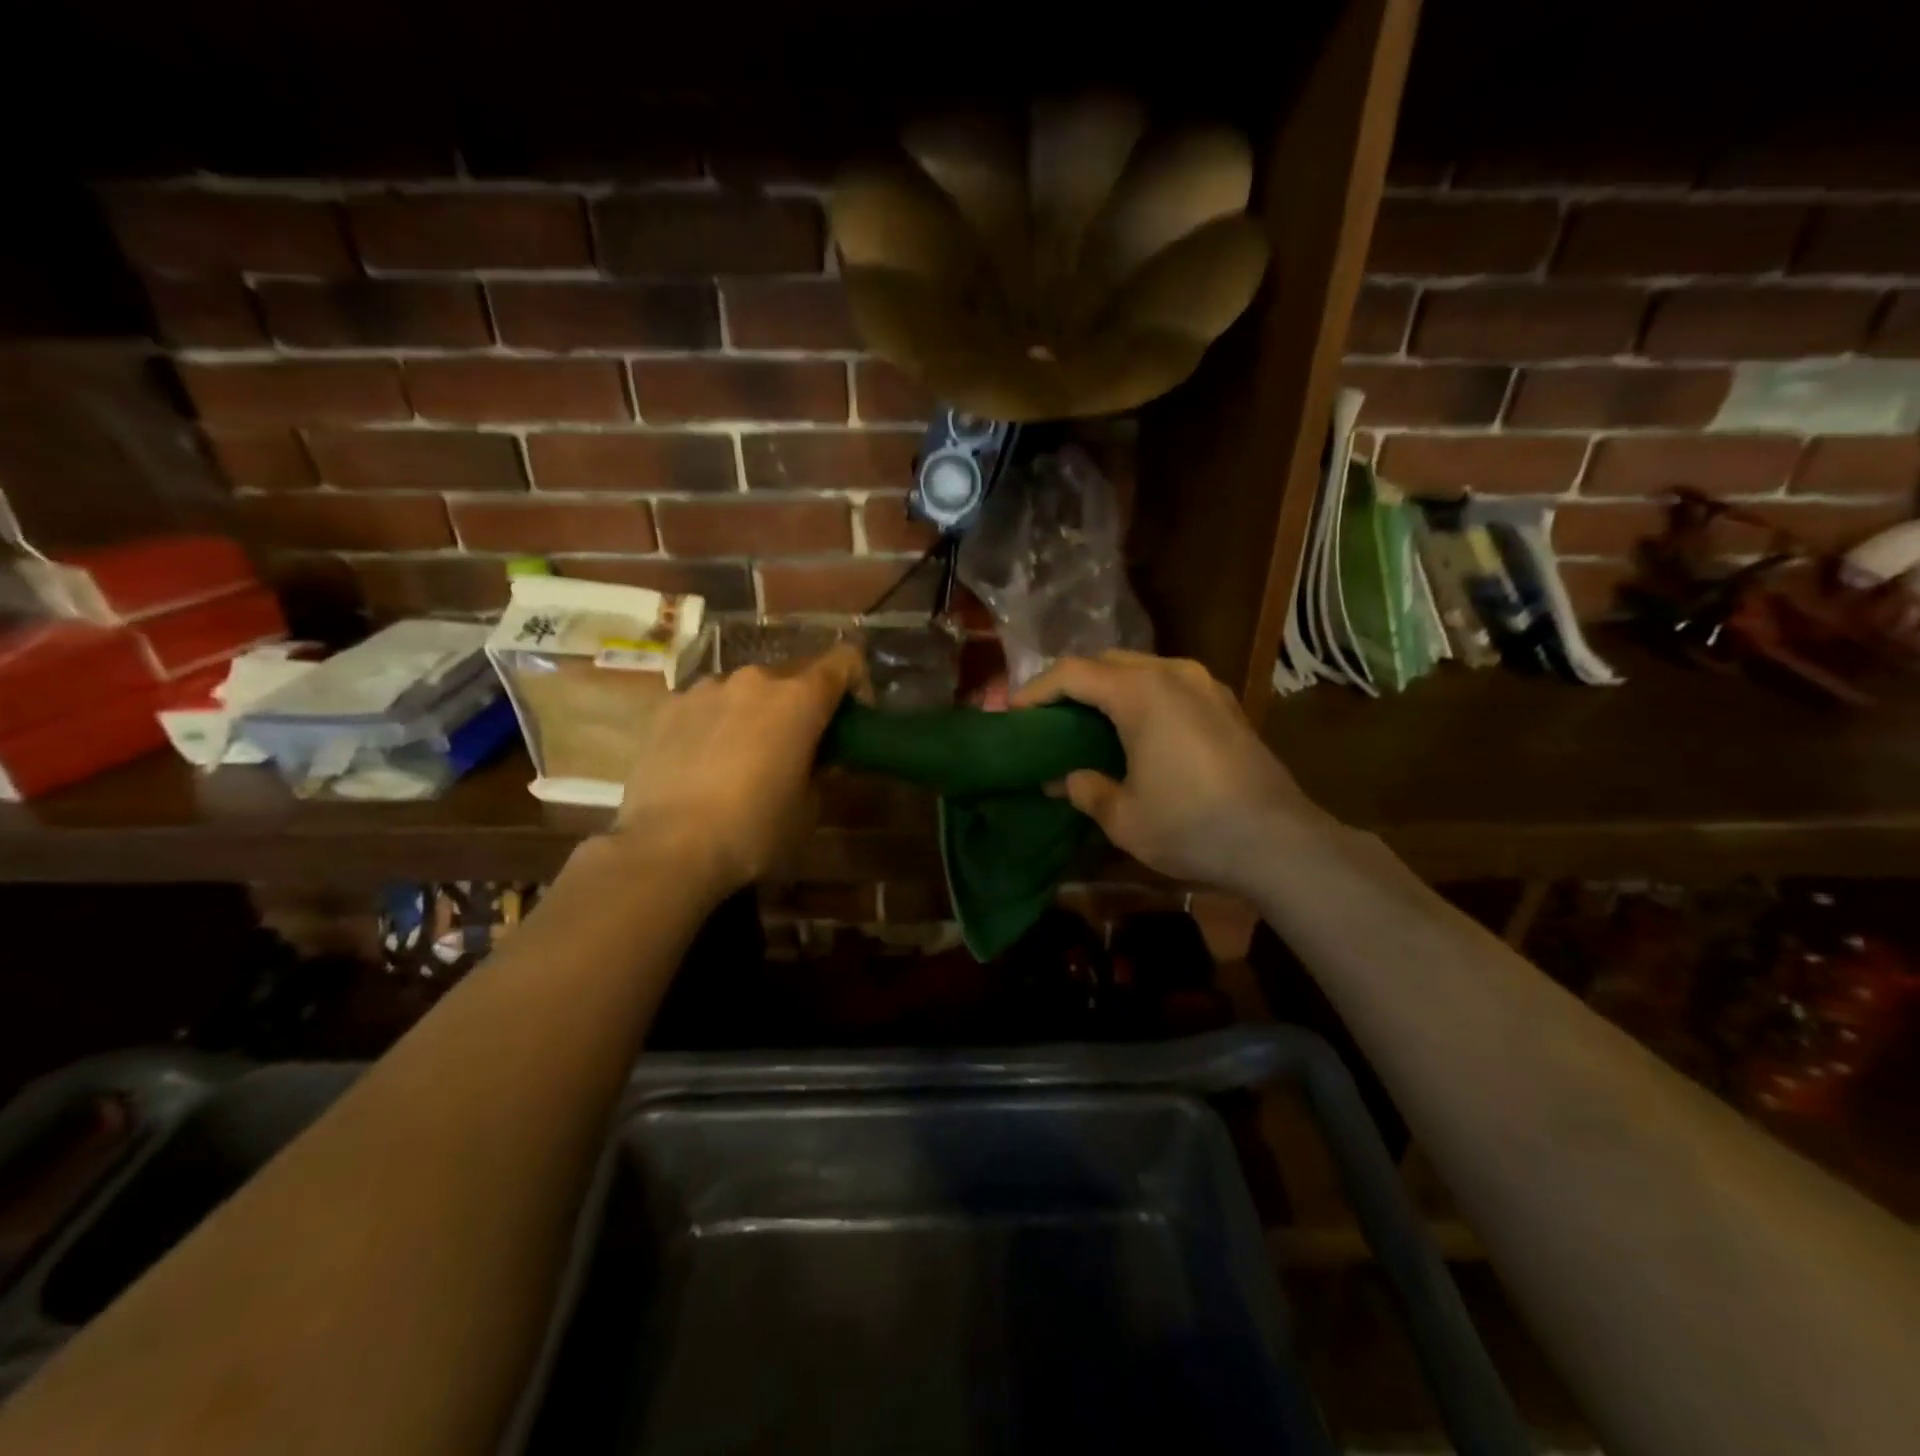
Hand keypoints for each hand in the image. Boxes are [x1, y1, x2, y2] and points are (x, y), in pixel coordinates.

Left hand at [613, 646, 863, 893]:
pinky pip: (707, 706)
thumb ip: (819, 770)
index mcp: (799, 698)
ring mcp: (705, 689)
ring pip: (746, 690)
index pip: (844, 661)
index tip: (851, 718)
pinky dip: (716, 724)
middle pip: (793, 676)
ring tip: (744, 757)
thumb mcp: (808, 808)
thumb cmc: (754, 829)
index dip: (856, 683)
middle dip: (802, 704)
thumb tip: (813, 759)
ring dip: (756, 712)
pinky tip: (704, 763)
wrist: (668, 847)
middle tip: (798, 746)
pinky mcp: (667, 708)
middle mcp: (754, 679)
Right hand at [1013, 651, 1331, 894]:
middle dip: (1071, 684)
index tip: (1013, 713)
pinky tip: (1134, 731)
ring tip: (1087, 722)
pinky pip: (1169, 685)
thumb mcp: (1123, 816)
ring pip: (1141, 669)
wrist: (1279, 842)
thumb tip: (1066, 778)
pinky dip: (1140, 697)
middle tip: (1047, 717)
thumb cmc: (1191, 825)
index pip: (1072, 674)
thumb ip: (1085, 788)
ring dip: (1108, 688)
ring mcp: (1205, 685)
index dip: (1036, 690)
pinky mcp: (1226, 704)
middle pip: (1107, 662)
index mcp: (1141, 692)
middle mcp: (1173, 673)